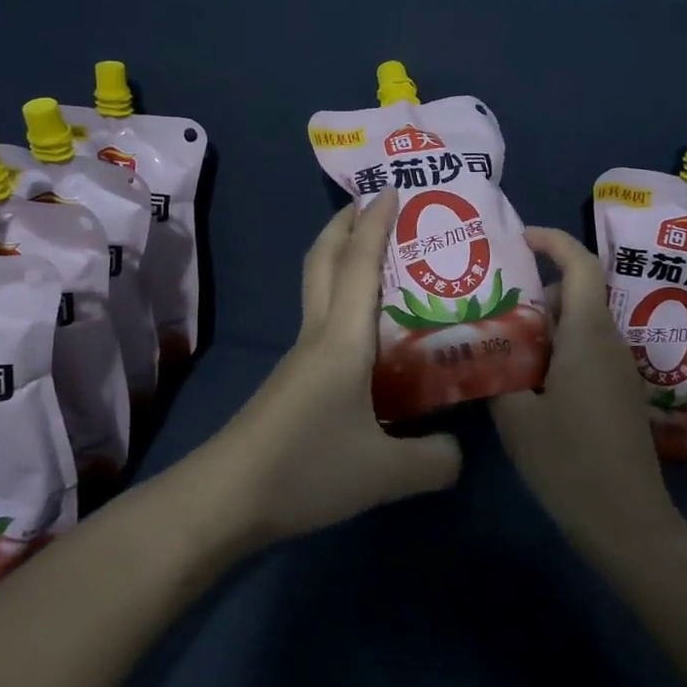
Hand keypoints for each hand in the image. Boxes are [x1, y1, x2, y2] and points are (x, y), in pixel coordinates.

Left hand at [206, 194, 462, 543]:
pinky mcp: (293, 381)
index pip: (359, 265)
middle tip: (373, 205)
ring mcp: (300, 358)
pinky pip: (321, 320)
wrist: (227, 498)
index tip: (391, 188)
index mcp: (342, 339)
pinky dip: (342, 300)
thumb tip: (460, 452)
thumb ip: (434, 459)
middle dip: (344, 224)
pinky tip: (366, 330)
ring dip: (341, 259)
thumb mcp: (385, 472)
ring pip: (318, 289)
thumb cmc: (306, 468)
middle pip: (322, 261)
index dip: (375, 223)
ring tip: (380, 260)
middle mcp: (318, 335)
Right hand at [491, 228, 684, 561]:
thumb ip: (494, 373)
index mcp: (588, 335)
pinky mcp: (619, 394)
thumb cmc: (570, 463)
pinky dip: (557, 346)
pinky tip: (526, 376)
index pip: (580, 265)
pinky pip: (587, 350)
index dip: (553, 241)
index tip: (519, 238)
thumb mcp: (516, 418)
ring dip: (545, 321)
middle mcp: (610, 342)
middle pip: (577, 293)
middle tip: (492, 299)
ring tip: (501, 337)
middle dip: (536, 288)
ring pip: (581, 323)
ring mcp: (619, 369)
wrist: (629, 525)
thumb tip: (476, 347)